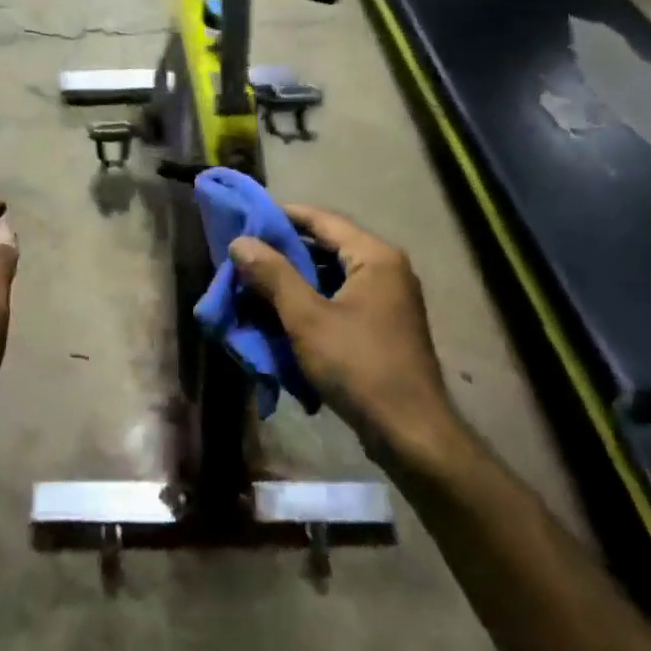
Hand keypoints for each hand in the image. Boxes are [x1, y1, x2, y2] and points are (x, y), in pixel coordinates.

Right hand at [229, 205, 463, 464]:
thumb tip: (240, 241)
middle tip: (243, 257)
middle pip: (326, 248)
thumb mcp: (307, 318)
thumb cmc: (359, 366)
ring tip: (254, 287)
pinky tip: (280, 317)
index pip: (321, 219)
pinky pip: (339, 301)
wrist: (410, 434)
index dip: (281, 216)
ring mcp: (387, 300)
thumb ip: (273, 275)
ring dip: (293, 282)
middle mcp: (385, 269)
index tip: (245, 218)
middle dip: (283, 253)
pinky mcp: (382, 327)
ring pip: (330, 277)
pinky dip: (310, 304)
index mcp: (374, 256)